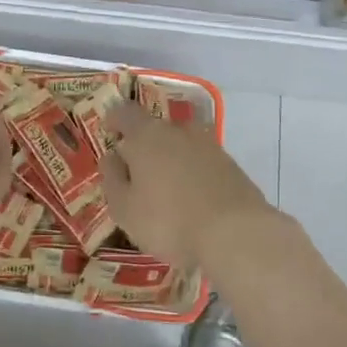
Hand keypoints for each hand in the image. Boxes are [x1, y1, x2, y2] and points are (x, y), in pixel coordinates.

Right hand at [102, 103, 281, 272]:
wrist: (236, 233)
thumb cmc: (169, 220)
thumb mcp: (125, 208)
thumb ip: (113, 178)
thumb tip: (112, 157)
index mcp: (147, 135)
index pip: (125, 112)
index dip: (115, 119)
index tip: (110, 132)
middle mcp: (179, 131)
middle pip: (156, 130)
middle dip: (144, 147)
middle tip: (136, 174)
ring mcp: (209, 146)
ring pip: (181, 146)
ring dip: (171, 162)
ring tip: (165, 192)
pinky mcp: (232, 166)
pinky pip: (202, 164)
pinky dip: (193, 176)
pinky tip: (192, 203)